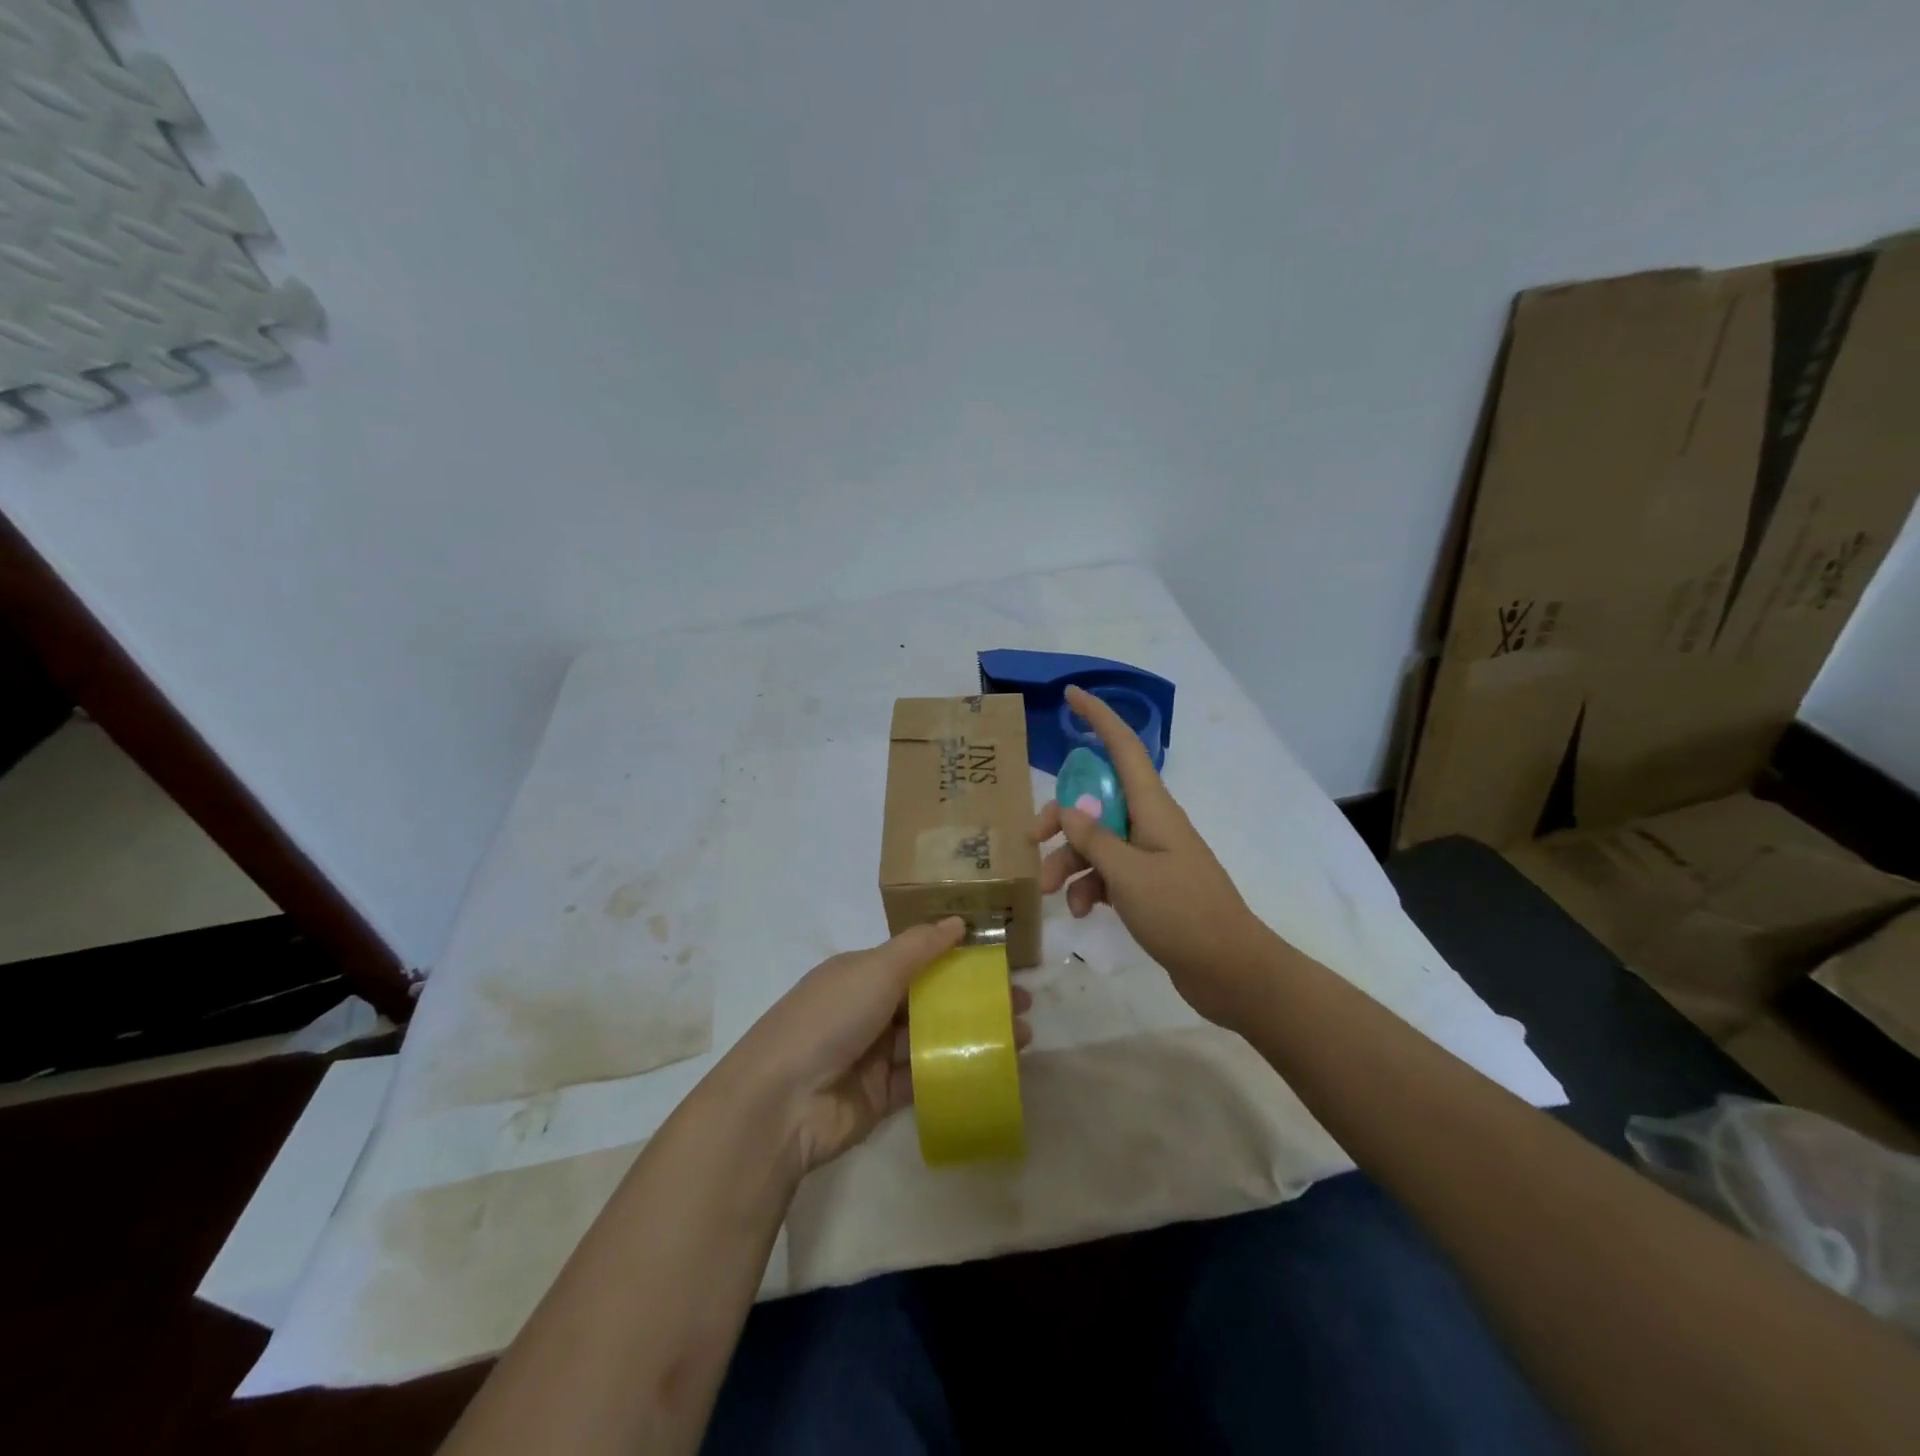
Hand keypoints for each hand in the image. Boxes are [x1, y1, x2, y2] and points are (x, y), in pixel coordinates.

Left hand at [721, 919, 1032, 1177]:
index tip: (999, 963)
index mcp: (862, 972)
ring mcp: (875, 1054)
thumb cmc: (830, 1019)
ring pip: (934, 1037)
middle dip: (975, 999)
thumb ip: (920, 946)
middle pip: (931, 999)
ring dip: (975, 1034)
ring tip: (1023, 1036)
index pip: (917, 959)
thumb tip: (958, 921)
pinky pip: (927, 1077)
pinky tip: (995, 1067)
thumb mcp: (875, 969)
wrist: (782, 1103)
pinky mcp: (883, 1095)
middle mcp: (869, 1008)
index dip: (958, 958)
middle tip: (1022, 1004)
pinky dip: (958, 1070)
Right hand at [1032, 685, 1265, 1025]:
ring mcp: (1150, 857)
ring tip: (1052, 894)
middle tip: (1033, 840)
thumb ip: (1093, 839)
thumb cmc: (1183, 912)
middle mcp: (1150, 824)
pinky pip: (1108, 874)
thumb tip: (1068, 810)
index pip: (1124, 748)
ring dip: (1069, 863)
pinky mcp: (1148, 888)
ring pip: (1096, 843)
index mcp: (1152, 808)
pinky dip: (1090, 888)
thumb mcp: (1129, 873)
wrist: (1231, 970)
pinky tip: (1081, 912)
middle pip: (1096, 802)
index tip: (1072, 694)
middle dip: (1061, 819)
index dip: (1099, 718)